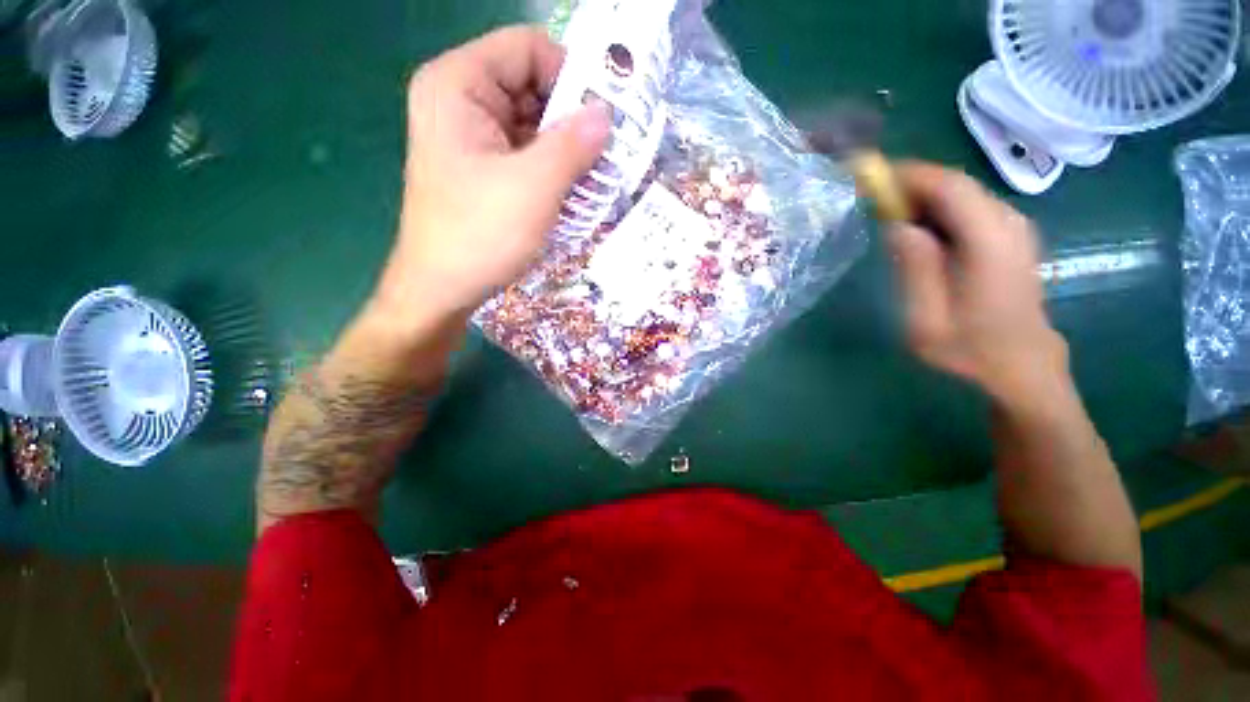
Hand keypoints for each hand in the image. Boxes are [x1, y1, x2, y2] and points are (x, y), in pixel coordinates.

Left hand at [371, 26, 611, 331]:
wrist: (442, 289)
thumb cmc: (481, 235)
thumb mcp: (534, 187)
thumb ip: (573, 144)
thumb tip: (606, 115)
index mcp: (459, 85)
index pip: (528, 48)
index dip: (571, 75)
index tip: (605, 118)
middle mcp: (461, 100)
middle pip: (531, 85)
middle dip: (572, 118)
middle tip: (609, 153)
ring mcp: (470, 136)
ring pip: (532, 122)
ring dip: (566, 147)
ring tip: (595, 177)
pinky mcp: (481, 167)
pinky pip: (525, 151)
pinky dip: (552, 166)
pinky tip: (572, 189)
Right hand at [889, 162, 1067, 404]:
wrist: (1022, 366)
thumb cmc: (970, 351)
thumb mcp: (927, 321)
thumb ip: (915, 269)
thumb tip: (898, 226)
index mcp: (990, 242)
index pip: (949, 187)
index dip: (907, 175)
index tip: (868, 177)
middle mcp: (1009, 224)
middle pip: (955, 184)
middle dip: (909, 183)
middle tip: (869, 197)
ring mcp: (1014, 228)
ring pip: (961, 193)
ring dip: (921, 196)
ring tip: (884, 213)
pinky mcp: (1010, 236)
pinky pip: (968, 207)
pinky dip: (937, 208)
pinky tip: (915, 229)